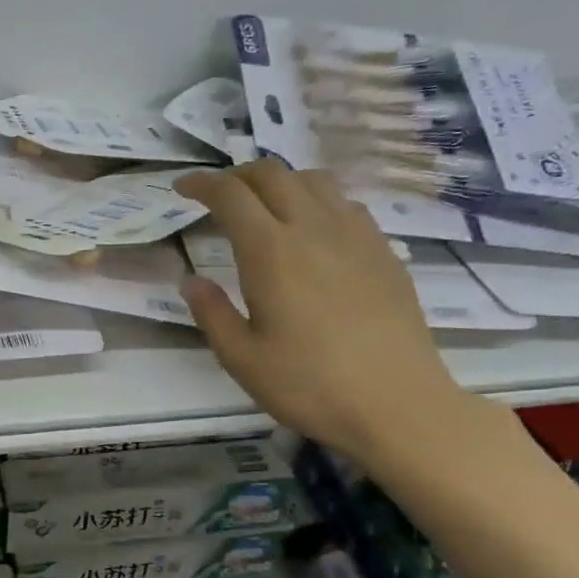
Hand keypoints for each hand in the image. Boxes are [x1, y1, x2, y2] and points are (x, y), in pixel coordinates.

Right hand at [174, 162, 474, 463]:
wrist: (396, 403)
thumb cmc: (308, 385)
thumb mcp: (242, 359)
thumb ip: (211, 313)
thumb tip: (191, 280)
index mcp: (271, 252)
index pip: (231, 195)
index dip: (202, 183)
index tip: (182, 187)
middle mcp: (313, 228)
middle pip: (273, 174)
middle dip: (238, 175)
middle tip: (218, 196)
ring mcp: (355, 235)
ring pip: (314, 180)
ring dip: (280, 181)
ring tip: (264, 205)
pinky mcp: (383, 251)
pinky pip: (345, 204)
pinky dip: (317, 200)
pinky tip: (313, 230)